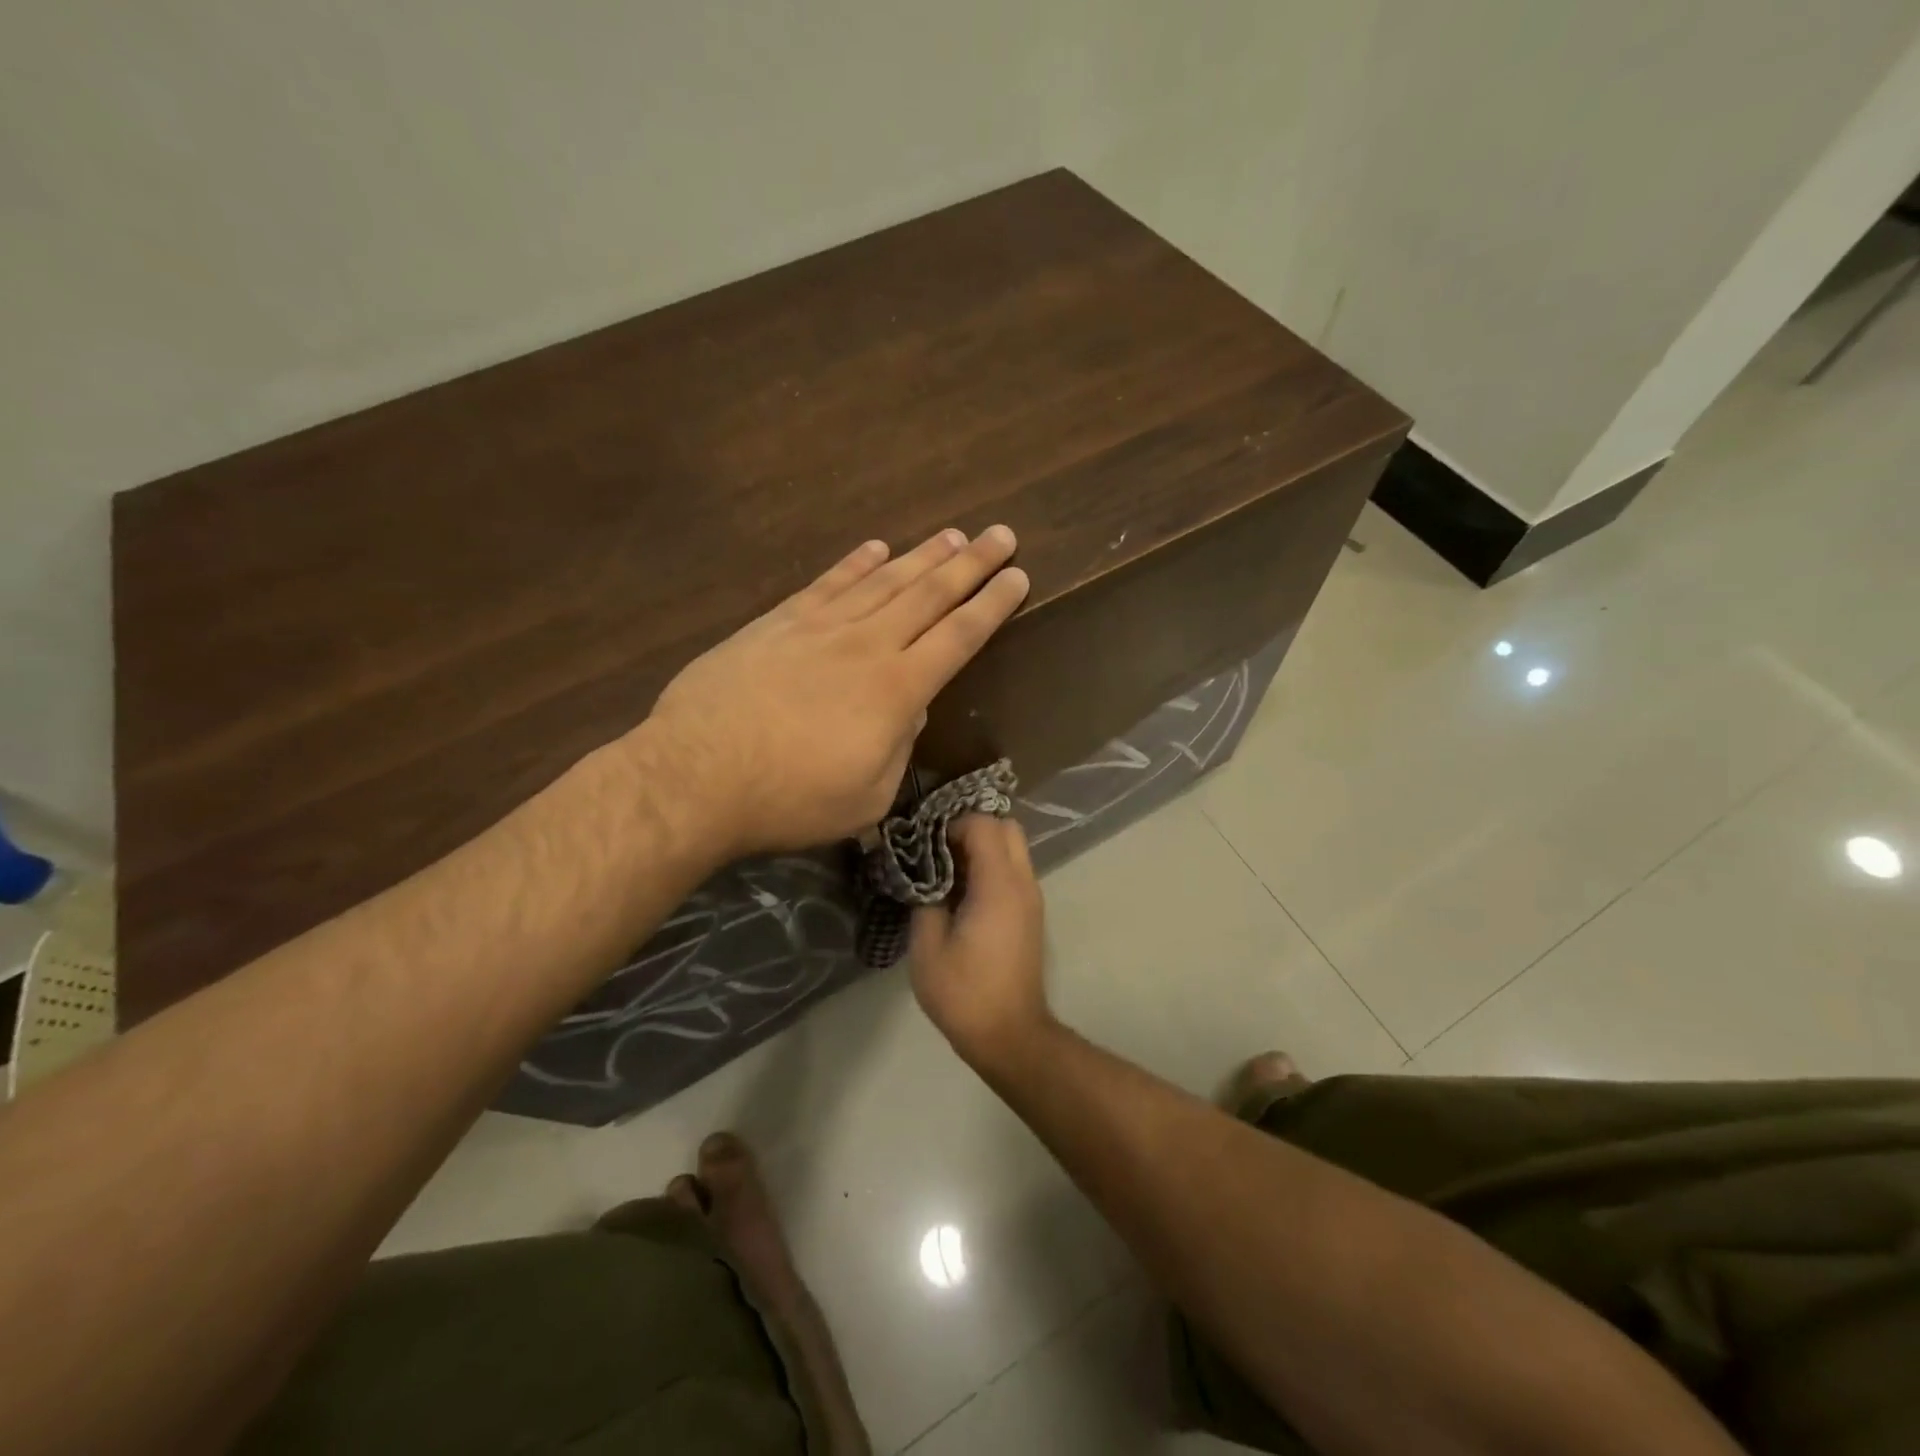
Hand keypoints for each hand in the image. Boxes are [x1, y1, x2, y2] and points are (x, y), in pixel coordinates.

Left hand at [639, 527, 1028, 860]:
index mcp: (897, 690)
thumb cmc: (790, 800)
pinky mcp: (777, 623)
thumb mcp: (866, 796)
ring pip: (884, 580)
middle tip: (1002, 534)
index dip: (992, 605)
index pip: (959, 636)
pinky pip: (828, 583)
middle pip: (930, 595)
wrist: (696, 777)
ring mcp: (820, 628)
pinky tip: (876, 547)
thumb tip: (912, 708)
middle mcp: (867, 646)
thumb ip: (899, 747)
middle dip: (971, 564)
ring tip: (953, 535)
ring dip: (922, 556)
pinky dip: (856, 563)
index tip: (1018, 576)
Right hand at [909, 815, 1052, 1071]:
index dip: (952, 825)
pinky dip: (991, 867)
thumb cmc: (964, 993)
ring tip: (947, 873)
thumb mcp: (927, 947)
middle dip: (972, 829)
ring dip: (983, 848)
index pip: (984, 825)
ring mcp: (1032, 898)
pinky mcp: (1031, 914)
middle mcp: (1023, 883)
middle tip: (939, 852)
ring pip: (1014, 848)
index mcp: (999, 885)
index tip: (925, 845)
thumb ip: (925, 900)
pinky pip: (1014, 871)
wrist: (1010, 1035)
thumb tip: (925, 877)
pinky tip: (963, 894)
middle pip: (1007, 827)